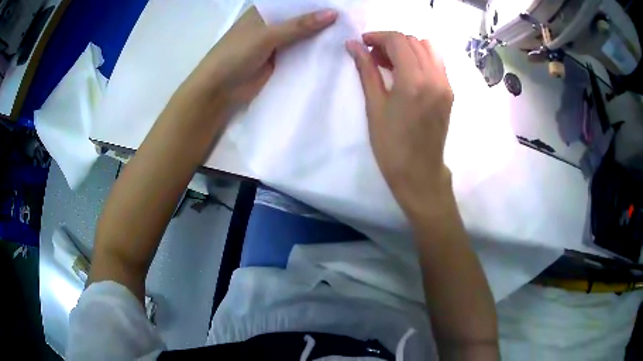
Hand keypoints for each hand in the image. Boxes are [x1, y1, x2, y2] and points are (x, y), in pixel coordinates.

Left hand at [179, 7, 337, 112]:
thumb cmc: (236, 54)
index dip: (316, 2)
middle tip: (350, 19)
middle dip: (321, 19)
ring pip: (302, 36)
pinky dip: (314, 52)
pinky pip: (300, 53)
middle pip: (300, 19)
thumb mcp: (267, 35)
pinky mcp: (279, 61)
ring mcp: (276, 43)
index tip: (341, 4)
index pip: (295, 2)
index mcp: (264, 12)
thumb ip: (299, 25)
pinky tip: (334, 51)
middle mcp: (271, 24)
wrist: (219, 90)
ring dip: (320, 36)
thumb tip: (332, 14)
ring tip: (349, 33)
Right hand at [346, 32, 453, 217]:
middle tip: (373, 56)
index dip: (378, 36)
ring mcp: (446, 84)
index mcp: (414, 81)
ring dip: (407, 47)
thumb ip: (366, 70)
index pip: (398, 41)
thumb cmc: (391, 145)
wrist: (419, 172)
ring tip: (390, 63)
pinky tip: (407, 72)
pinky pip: (436, 62)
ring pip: (427, 48)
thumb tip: (353, 45)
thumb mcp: (374, 106)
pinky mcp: (449, 92)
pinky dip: (420, 57)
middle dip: (390, 41)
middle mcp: (435, 77)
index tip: (363, 43)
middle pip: (413, 41)